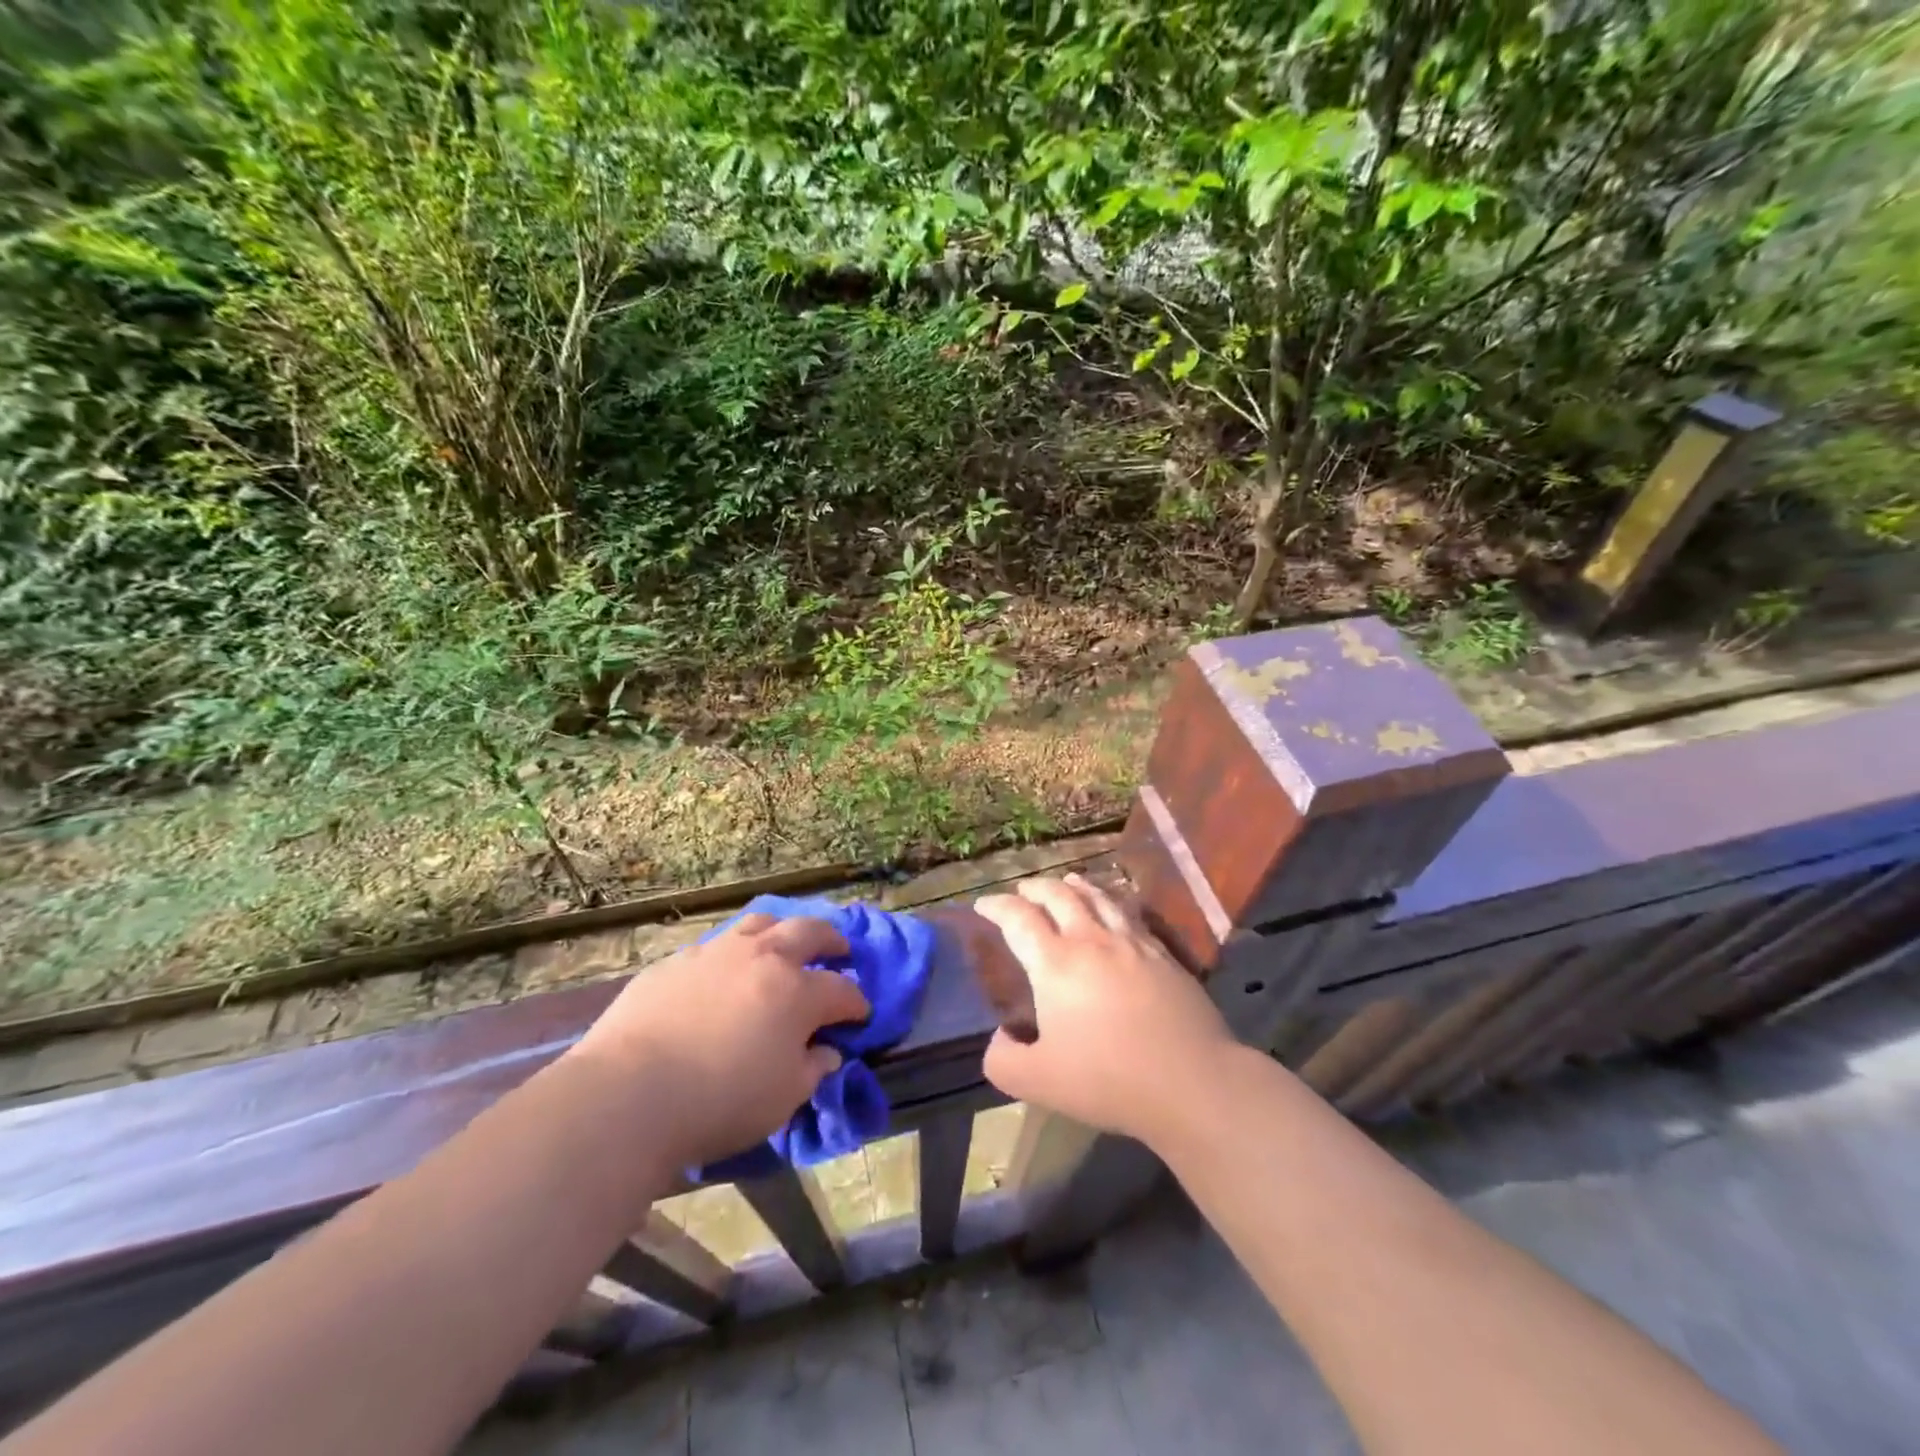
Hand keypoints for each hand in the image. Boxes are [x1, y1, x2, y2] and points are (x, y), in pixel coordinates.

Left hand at [568, 913, 870, 1171]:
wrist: (628, 1095)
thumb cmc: (719, 1102)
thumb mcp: (783, 1099)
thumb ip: (812, 1069)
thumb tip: (827, 1052)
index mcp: (797, 992)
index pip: (842, 991)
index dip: (857, 1003)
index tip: (861, 1014)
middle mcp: (763, 958)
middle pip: (809, 933)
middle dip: (831, 941)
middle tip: (840, 952)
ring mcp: (716, 953)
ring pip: (760, 923)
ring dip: (782, 931)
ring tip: (784, 943)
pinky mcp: (676, 962)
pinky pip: (715, 944)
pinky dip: (734, 951)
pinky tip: (726, 970)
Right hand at [974, 874, 1233, 1147]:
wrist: (1192, 1081)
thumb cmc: (1109, 1080)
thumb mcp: (1038, 1082)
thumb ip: (1004, 1059)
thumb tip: (1000, 1038)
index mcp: (1056, 963)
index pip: (1018, 918)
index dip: (997, 906)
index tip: (983, 904)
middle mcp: (1092, 940)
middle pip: (1059, 896)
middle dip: (1035, 888)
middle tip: (1022, 890)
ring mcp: (1132, 942)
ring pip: (1098, 897)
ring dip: (1075, 885)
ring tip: (1066, 882)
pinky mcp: (1163, 953)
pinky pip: (1130, 913)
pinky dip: (1112, 901)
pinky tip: (1114, 909)